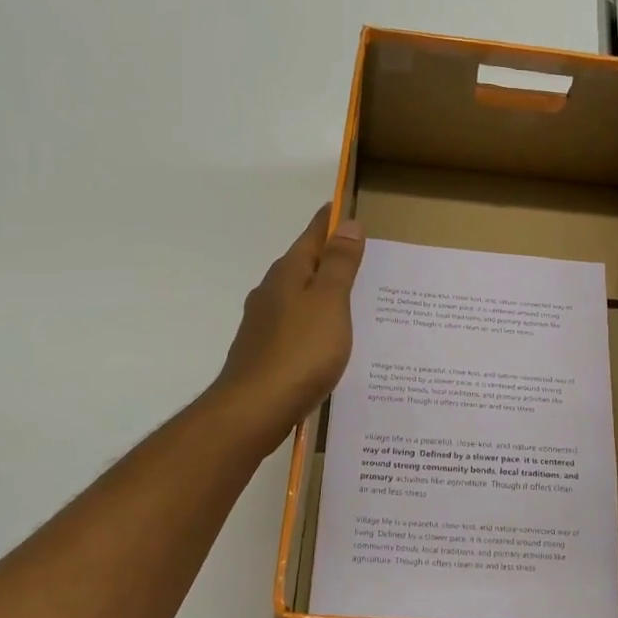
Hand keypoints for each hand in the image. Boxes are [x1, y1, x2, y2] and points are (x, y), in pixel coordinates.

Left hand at [210, 206, 364, 448]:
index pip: (312, 235)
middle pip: (304, 265)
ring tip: (353, 300)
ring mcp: (264, 323)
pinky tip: (328, 340)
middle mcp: (271, 292)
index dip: (332, 222)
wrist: (254, 408)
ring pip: (299, 298)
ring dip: (322, 293)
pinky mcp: (265, 352)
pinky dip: (315, 323)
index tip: (347, 209)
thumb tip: (347, 224)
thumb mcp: (330, 302)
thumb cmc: (300, 350)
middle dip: (329, 259)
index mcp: (288, 273)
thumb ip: (339, 264)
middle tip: (362, 258)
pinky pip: (296, 326)